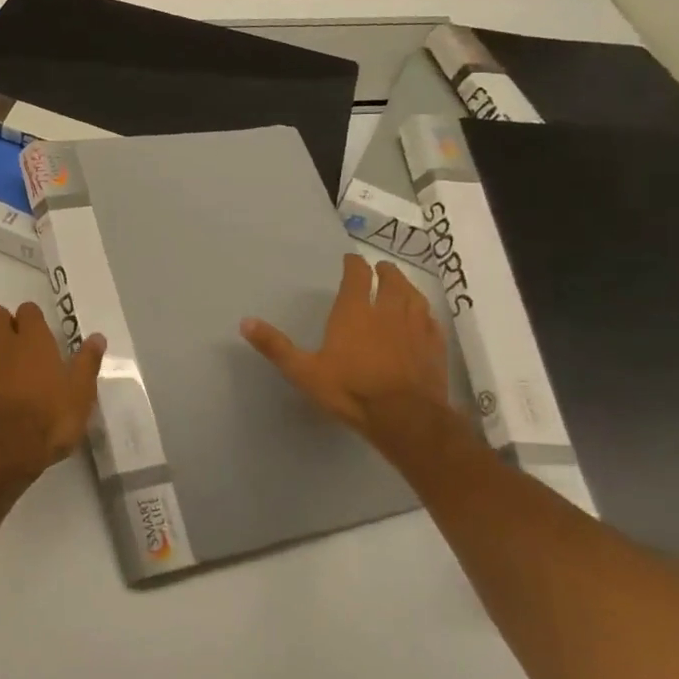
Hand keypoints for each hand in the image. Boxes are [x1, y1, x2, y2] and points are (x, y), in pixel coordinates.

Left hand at [0, 302, 105, 487]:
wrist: (7, 451)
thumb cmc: (51, 419)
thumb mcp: (81, 393)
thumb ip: (87, 362)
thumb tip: (98, 337)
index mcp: (33, 340)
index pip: (28, 310)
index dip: (32, 319)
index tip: (40, 335)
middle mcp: (2, 344)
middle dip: (1, 322)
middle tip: (14, 344)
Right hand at [241, 255, 449, 439]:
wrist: (405, 418)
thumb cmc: (350, 391)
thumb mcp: (304, 371)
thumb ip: (275, 346)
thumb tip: (245, 322)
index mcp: (354, 312)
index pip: (357, 277)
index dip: (354, 265)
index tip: (351, 260)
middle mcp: (387, 312)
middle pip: (391, 282)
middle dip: (385, 272)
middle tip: (381, 268)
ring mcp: (415, 329)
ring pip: (414, 298)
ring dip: (407, 287)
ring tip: (401, 285)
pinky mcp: (434, 348)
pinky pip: (431, 321)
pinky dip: (425, 313)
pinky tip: (424, 318)